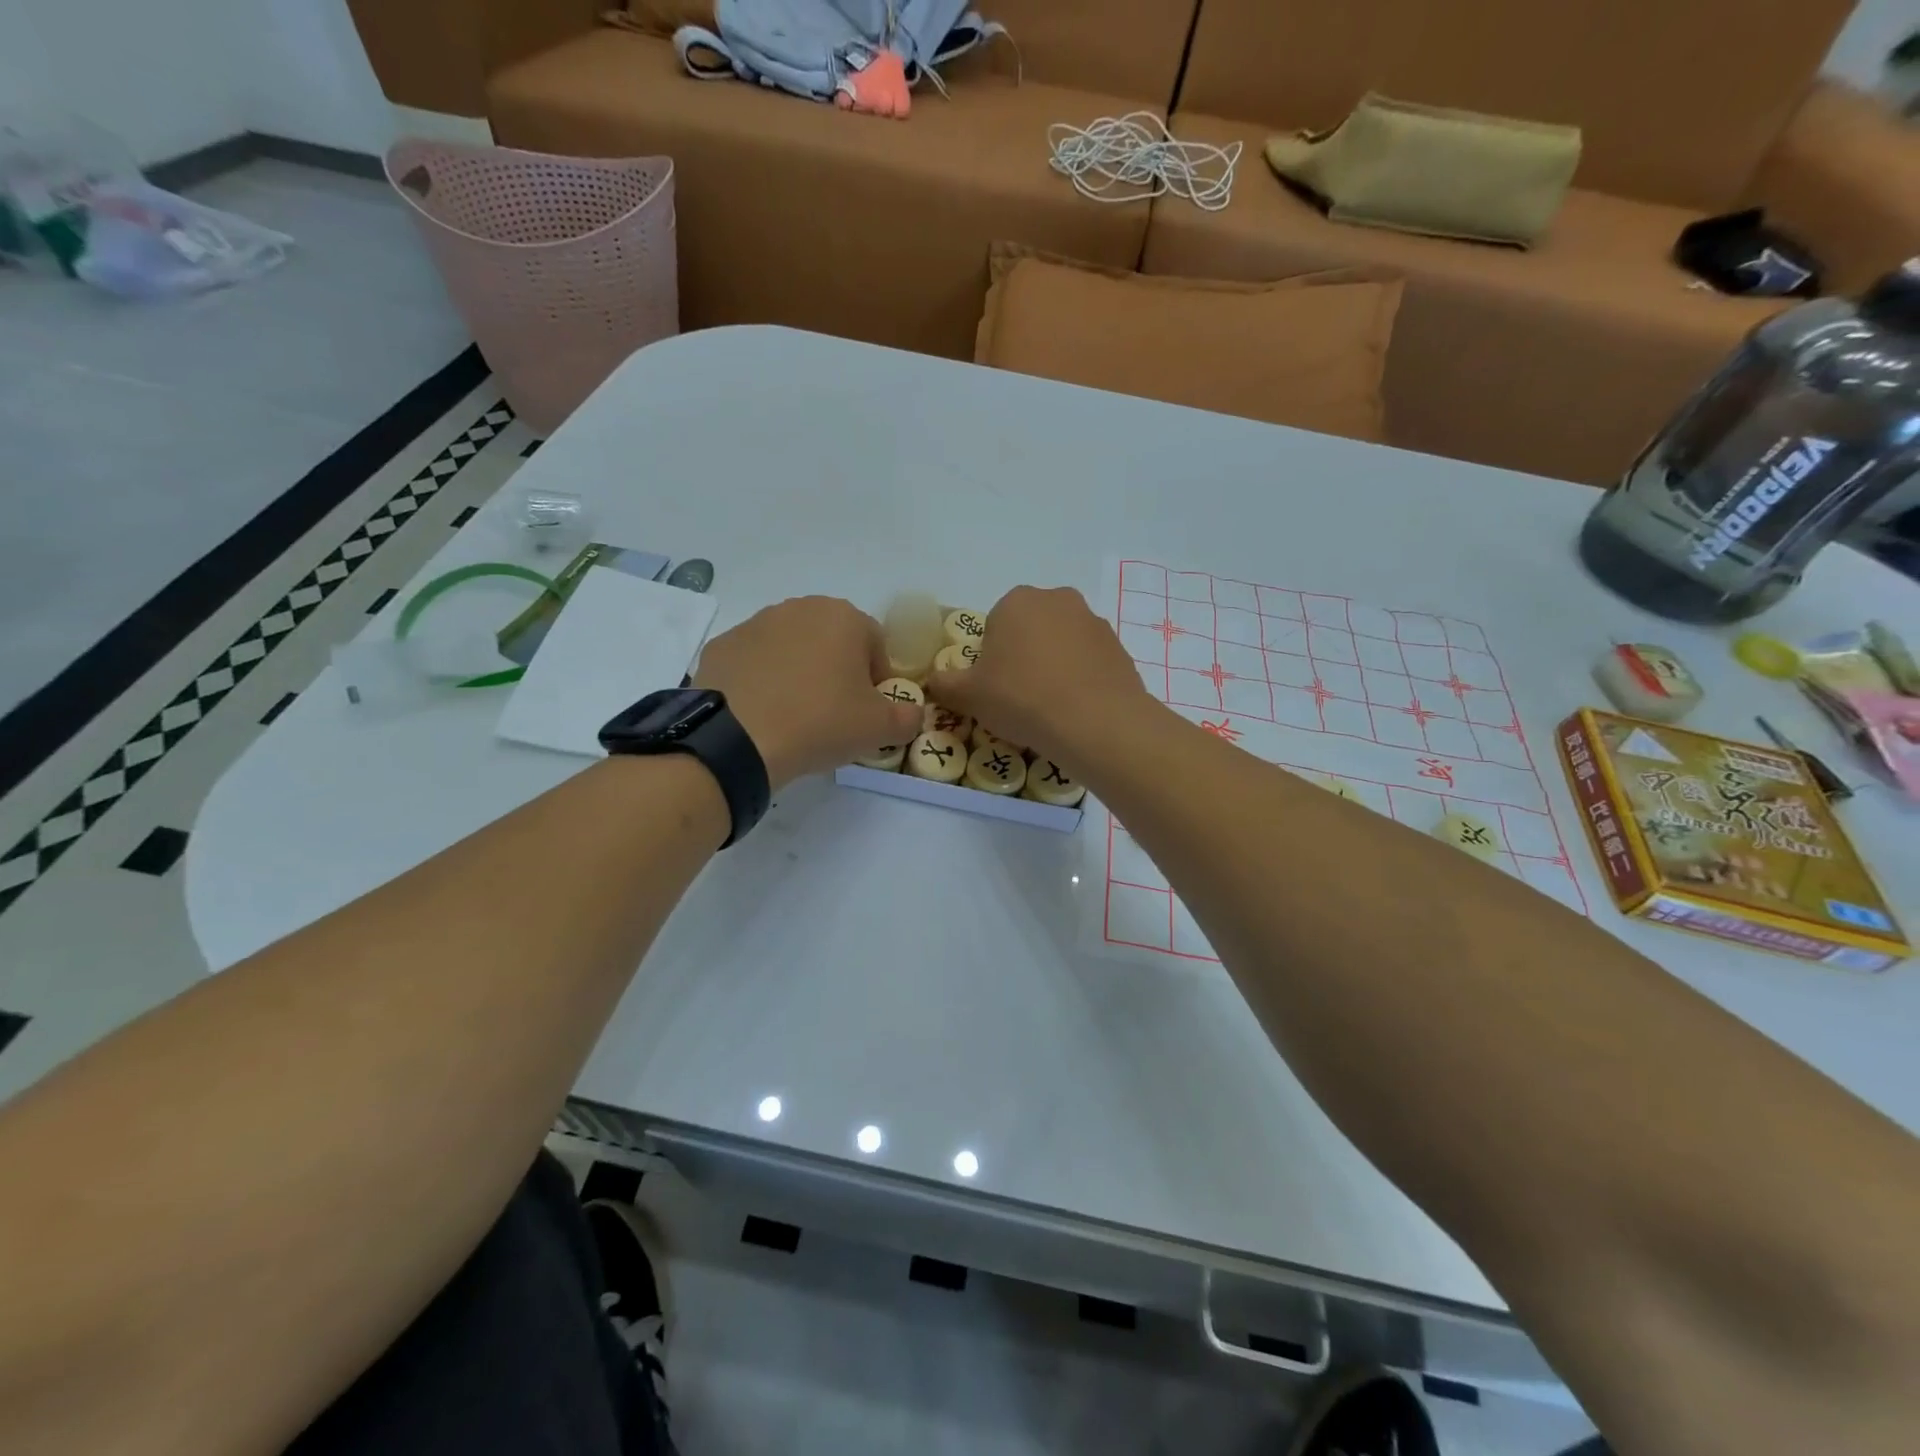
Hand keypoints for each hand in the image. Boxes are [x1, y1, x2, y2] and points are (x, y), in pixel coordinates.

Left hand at [695, 596, 921, 790]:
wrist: (738, 739)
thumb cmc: (821, 722)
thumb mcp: (880, 729)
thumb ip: (908, 717)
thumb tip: (912, 714)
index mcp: (844, 617)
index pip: (876, 645)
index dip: (878, 681)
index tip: (869, 712)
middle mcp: (800, 608)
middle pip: (832, 641)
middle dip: (838, 672)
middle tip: (834, 714)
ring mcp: (755, 623)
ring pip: (792, 648)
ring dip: (800, 673)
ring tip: (795, 715)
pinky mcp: (722, 646)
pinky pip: (755, 662)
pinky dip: (762, 681)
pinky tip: (762, 713)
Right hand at [926, 586, 1150, 772]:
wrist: (1095, 723)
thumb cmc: (1022, 698)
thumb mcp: (969, 696)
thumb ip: (945, 684)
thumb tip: (931, 682)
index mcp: (1017, 601)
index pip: (994, 626)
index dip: (989, 659)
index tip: (993, 688)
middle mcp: (1057, 600)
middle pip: (1030, 631)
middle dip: (1022, 658)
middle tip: (1018, 698)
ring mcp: (1093, 622)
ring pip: (1061, 645)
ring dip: (1052, 667)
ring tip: (1049, 708)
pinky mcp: (1118, 648)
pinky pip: (1088, 663)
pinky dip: (1079, 680)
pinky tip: (1075, 710)